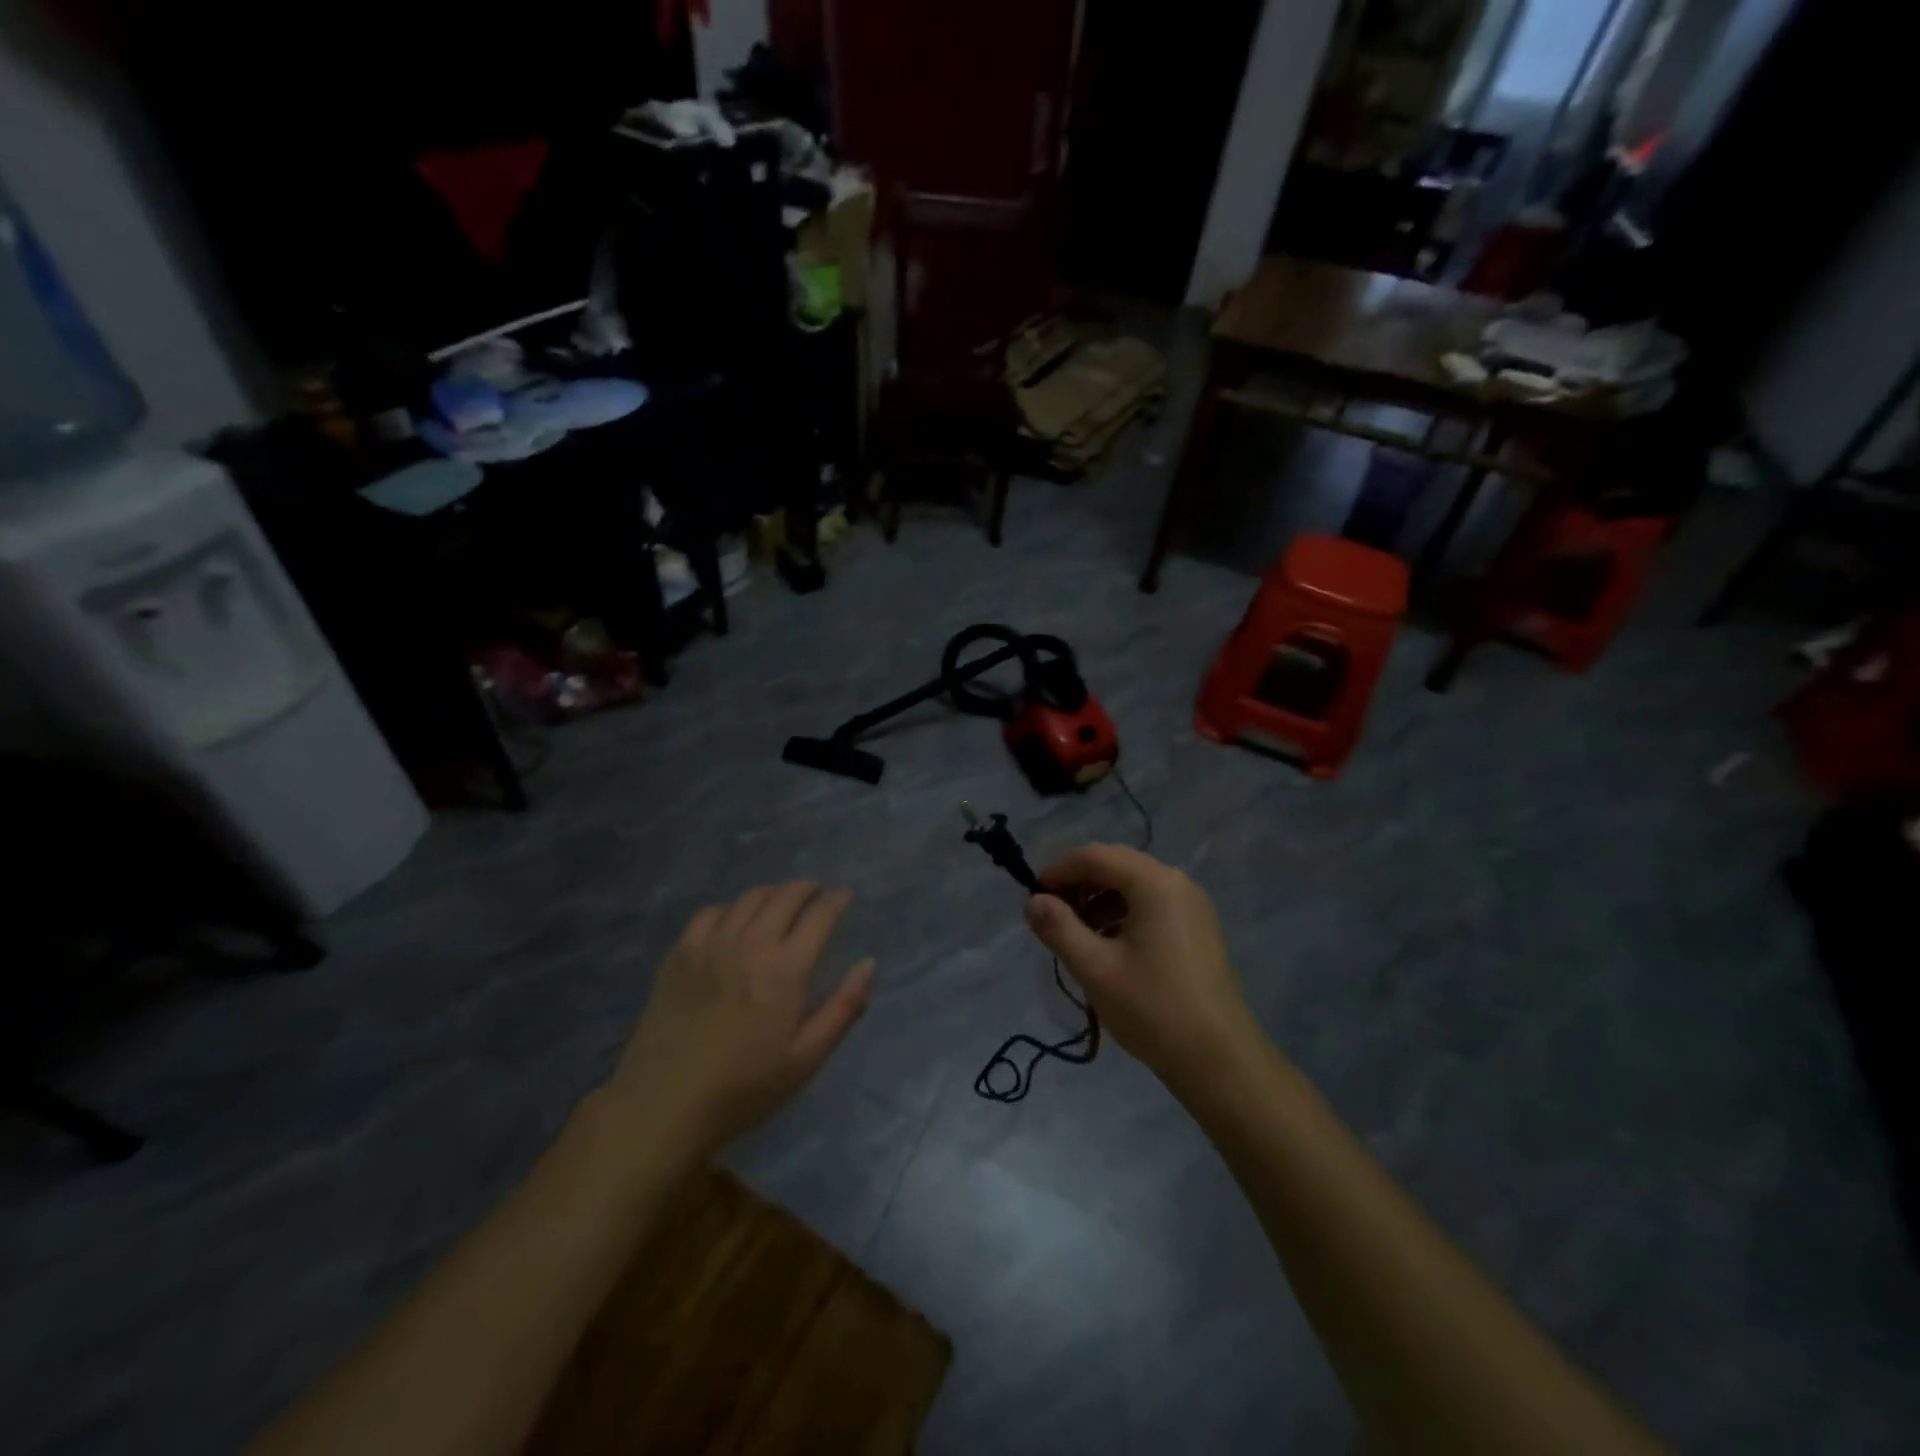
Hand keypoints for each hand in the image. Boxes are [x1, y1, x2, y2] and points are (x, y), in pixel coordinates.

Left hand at [605, 883, 874, 1157]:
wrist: (662, 1107)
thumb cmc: (744, 1089)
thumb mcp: (806, 1059)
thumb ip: (843, 1008)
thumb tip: (868, 964)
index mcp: (785, 970)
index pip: (819, 916)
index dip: (836, 900)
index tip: (844, 896)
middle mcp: (750, 945)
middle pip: (784, 896)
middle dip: (806, 889)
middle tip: (816, 894)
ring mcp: (710, 945)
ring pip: (748, 899)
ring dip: (772, 894)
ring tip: (781, 902)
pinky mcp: (679, 954)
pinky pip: (710, 913)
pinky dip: (731, 909)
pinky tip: (734, 923)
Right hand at [1024, 845, 1259, 1095]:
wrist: (1220, 1061)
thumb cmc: (1153, 1009)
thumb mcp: (1095, 968)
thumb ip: (1058, 928)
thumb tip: (1033, 901)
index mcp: (1154, 883)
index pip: (1095, 856)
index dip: (1058, 870)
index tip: (1032, 897)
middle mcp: (1177, 883)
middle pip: (1116, 866)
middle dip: (1078, 885)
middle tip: (1050, 916)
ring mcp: (1192, 906)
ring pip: (1133, 887)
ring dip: (1098, 901)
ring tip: (1076, 936)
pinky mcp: (1197, 929)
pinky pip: (1150, 906)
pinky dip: (1122, 915)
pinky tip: (1107, 947)